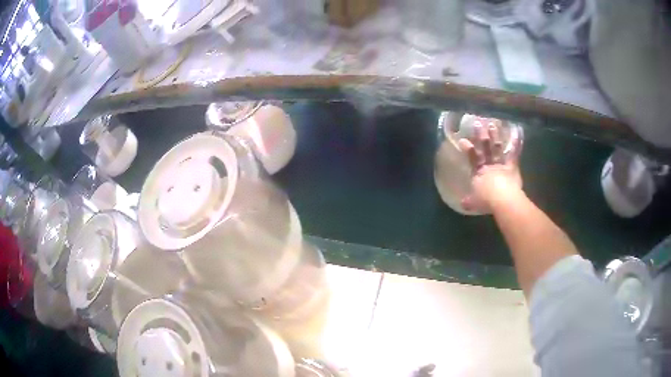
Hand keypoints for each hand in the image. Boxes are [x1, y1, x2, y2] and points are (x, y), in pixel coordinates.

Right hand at [458, 117, 522, 211]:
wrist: (501, 198)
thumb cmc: (486, 199)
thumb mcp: (474, 202)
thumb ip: (469, 201)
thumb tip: (462, 203)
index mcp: (478, 172)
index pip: (472, 158)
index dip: (468, 149)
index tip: (463, 140)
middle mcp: (489, 165)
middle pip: (484, 149)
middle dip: (481, 136)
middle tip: (478, 123)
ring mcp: (501, 164)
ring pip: (497, 148)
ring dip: (495, 136)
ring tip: (493, 124)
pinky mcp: (512, 166)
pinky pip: (514, 154)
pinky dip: (516, 144)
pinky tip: (517, 134)